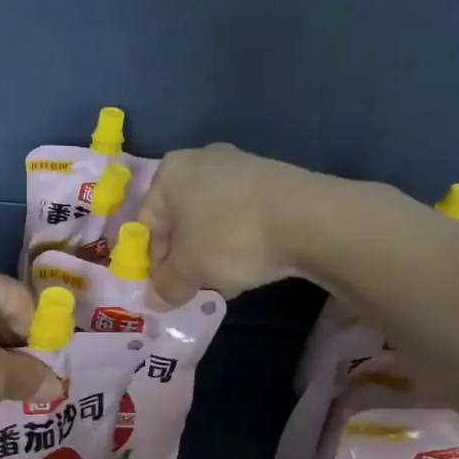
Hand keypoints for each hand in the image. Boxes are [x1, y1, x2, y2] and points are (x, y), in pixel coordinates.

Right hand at [137, 144, 330, 303]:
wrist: (311, 219)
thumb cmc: (231, 237)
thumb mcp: (189, 270)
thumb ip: (166, 286)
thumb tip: (156, 299)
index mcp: (170, 172)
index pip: (147, 224)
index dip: (153, 262)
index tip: (168, 288)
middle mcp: (200, 159)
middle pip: (180, 220)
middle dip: (185, 256)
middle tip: (196, 285)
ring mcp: (239, 165)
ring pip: (211, 219)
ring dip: (212, 251)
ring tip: (228, 278)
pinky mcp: (272, 178)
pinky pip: (241, 215)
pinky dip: (240, 239)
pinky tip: (253, 262)